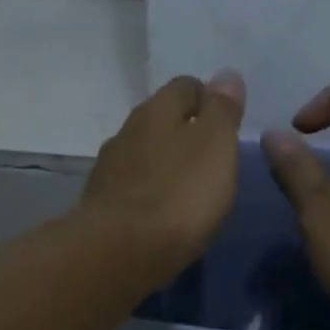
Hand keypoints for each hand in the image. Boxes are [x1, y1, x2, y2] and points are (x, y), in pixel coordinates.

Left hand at [79, 70, 246, 281]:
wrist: (118, 253)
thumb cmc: (178, 195)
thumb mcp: (215, 146)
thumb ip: (222, 111)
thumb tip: (226, 75)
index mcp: (156, 111)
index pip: (185, 86)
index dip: (209, 99)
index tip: (228, 123)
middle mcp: (127, 132)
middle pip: (161, 120)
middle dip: (185, 132)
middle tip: (213, 159)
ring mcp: (109, 170)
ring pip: (144, 155)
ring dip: (165, 165)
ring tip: (189, 189)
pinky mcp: (102, 206)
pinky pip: (132, 189)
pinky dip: (149, 194)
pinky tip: (163, 213)